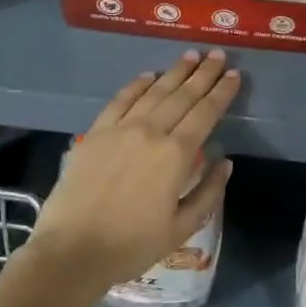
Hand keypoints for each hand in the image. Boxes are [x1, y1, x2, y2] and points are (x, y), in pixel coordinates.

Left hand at [29, 51, 237, 292]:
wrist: (71, 252)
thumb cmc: (131, 245)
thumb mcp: (181, 228)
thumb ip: (208, 192)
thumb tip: (225, 161)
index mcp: (176, 155)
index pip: (205, 113)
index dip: (222, 92)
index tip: (234, 74)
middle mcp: (151, 132)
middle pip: (183, 95)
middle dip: (203, 73)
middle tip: (217, 55)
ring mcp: (121, 128)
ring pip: (154, 92)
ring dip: (175, 72)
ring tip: (190, 56)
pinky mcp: (96, 132)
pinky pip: (121, 100)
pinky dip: (137, 85)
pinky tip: (148, 76)